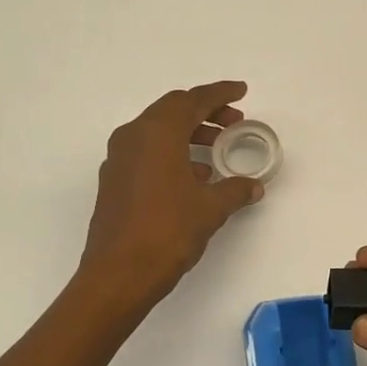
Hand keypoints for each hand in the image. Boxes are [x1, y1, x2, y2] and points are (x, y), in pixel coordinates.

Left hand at [79, 82, 264, 301]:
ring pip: (158, 130)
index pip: (193, 100)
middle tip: (234, 122)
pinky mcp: (113, 180)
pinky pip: (146, 151)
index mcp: (157, 132)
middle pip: (173, 109)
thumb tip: (252, 186)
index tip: (241, 91)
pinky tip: (194, 176)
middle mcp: (133, 136)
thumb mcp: (210, 208)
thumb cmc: (168, 231)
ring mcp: (118, 158)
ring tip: (218, 150)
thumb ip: (235, 190)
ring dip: (189, 133)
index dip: (220, 93)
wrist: (118, 274)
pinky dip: (172, 152)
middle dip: (205, 111)